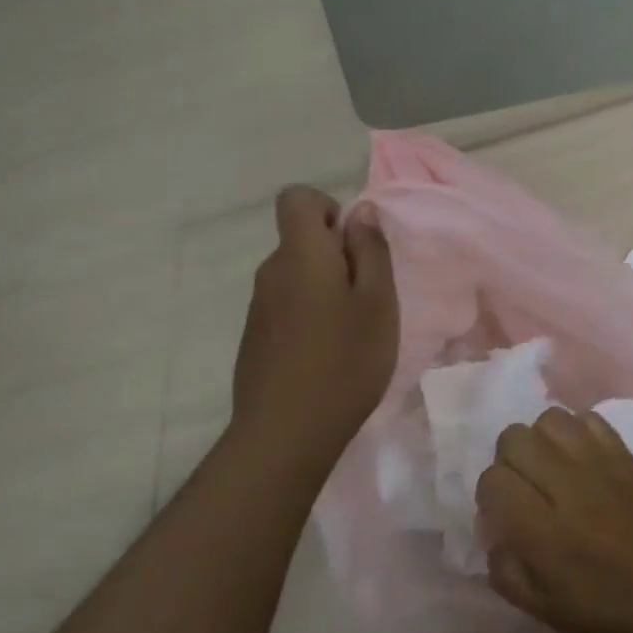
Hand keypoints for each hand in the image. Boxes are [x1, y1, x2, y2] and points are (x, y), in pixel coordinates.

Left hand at [229, 186, 397, 467]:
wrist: (285, 434)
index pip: (296, 198)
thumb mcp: (378, 303)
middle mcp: (271, 272)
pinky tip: (327, 355)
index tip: (353, 243)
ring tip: (351, 331)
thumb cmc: (344, 362)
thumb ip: (371, 251)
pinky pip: (285, 307)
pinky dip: (308, 316)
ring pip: (295, 276)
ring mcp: (258, 308)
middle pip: (299, 240)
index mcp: (300, 254)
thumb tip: (361, 211)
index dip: (326, 208)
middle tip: (367, 297)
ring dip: (324, 288)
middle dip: (335, 255)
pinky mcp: (254, 339)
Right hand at [476, 407, 632, 632]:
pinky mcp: (628, 455)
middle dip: (510, 461)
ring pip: (549, 419)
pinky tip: (584, 460)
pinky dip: (578, 432)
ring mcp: (600, 464)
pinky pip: (589, 419)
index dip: (490, 495)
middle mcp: (566, 487)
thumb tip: (495, 535)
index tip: (504, 514)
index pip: (493, 480)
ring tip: (553, 468)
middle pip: (514, 438)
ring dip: (542, 441)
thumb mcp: (550, 613)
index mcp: (543, 532)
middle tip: (526, 489)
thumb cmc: (620, 619)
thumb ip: (509, 572)